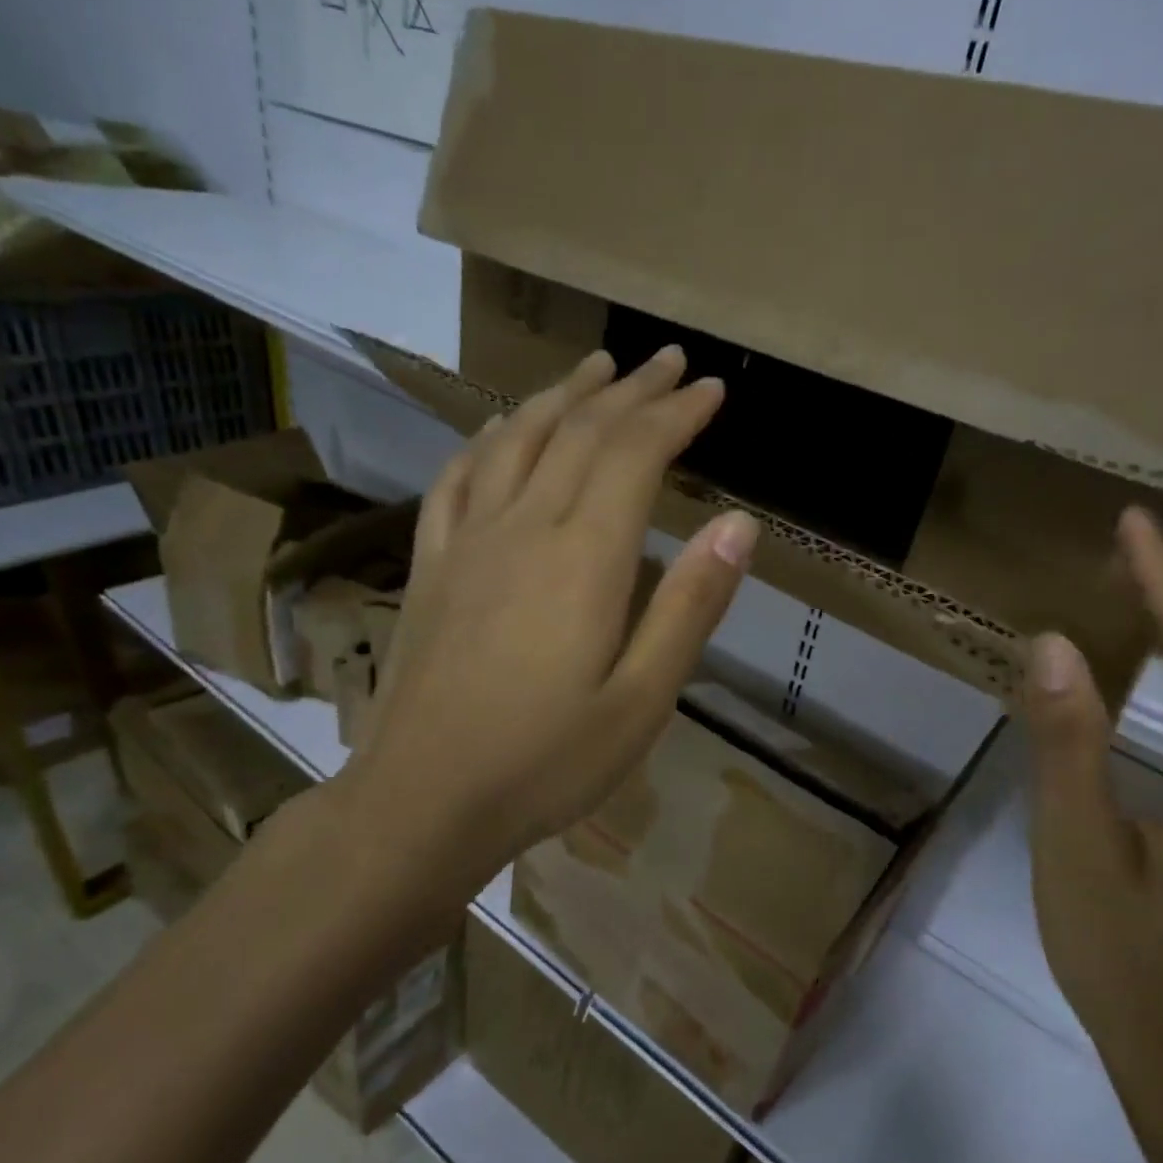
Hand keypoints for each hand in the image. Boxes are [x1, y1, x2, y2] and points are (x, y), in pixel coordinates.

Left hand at [334, 344, 756, 899]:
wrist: (424, 801)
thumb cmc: (548, 761)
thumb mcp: (644, 698)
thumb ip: (690, 605)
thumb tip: (739, 524)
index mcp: (583, 556)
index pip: (635, 454)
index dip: (677, 414)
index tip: (713, 390)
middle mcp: (523, 527)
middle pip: (579, 432)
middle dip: (632, 390)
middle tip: (669, 361)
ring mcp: (467, 541)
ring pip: (516, 439)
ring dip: (561, 396)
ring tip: (595, 369)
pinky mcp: (431, 566)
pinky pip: (456, 479)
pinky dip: (486, 440)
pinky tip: (499, 429)